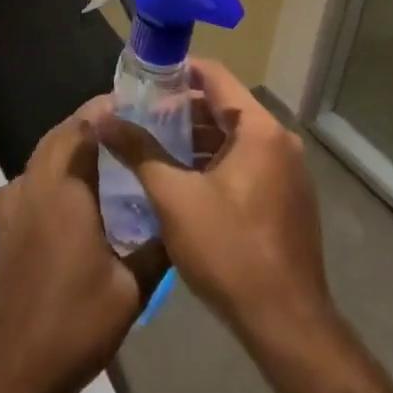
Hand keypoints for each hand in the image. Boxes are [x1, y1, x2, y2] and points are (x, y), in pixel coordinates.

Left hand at [0, 106, 165, 392]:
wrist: (7, 372)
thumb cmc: (73, 325)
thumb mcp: (131, 289)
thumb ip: (156, 248)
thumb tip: (180, 221)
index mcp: (64, 190)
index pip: (83, 126)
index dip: (108, 109)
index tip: (140, 104)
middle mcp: (33, 187)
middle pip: (60, 135)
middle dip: (92, 123)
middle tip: (132, 126)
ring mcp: (12, 207)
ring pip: (43, 157)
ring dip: (72, 146)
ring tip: (111, 155)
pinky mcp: (5, 229)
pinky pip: (33, 181)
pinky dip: (57, 172)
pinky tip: (82, 197)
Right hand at [94, 59, 332, 344]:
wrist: (285, 321)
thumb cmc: (229, 250)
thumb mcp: (174, 198)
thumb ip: (139, 152)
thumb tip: (103, 120)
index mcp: (259, 130)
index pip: (216, 76)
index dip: (178, 71)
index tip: (143, 79)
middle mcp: (280, 141)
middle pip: (226, 107)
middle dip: (182, 111)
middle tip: (140, 119)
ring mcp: (288, 172)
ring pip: (235, 139)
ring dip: (197, 140)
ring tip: (154, 150)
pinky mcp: (287, 199)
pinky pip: (247, 164)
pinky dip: (216, 163)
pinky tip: (184, 182)